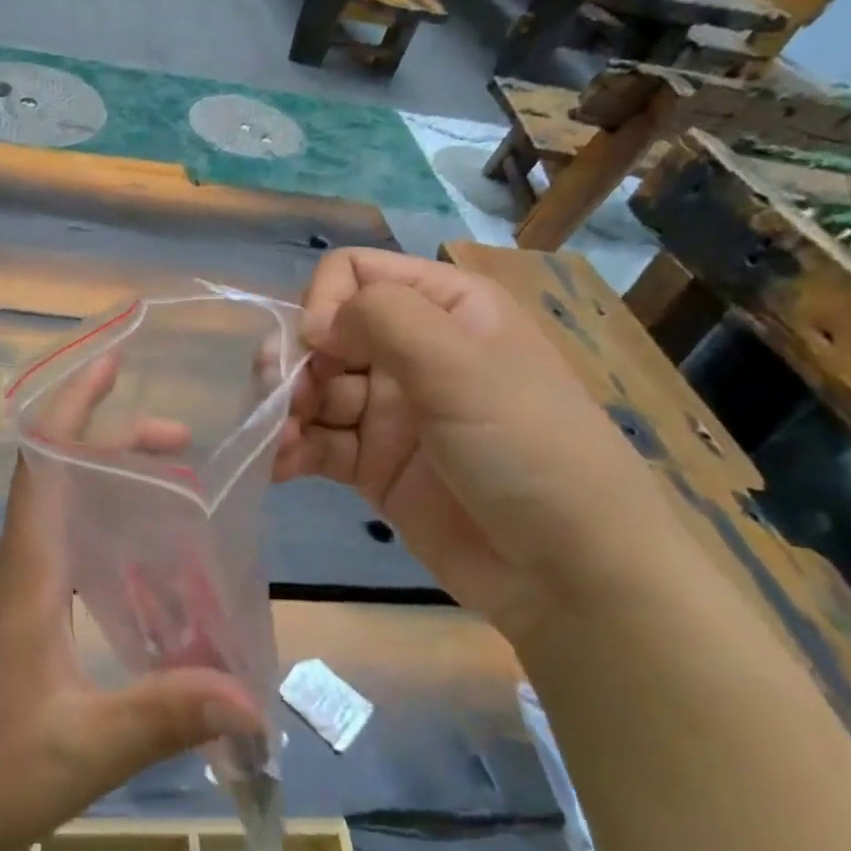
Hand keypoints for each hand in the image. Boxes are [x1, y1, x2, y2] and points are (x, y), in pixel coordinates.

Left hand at [0, 351, 264, 850]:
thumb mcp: (85, 746)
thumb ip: (166, 714)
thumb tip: (252, 698)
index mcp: (27, 569)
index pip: (43, 462)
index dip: (72, 405)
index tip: (110, 364)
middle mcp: (16, 561)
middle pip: (57, 471)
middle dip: (115, 440)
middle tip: (180, 440)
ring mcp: (12, 585)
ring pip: (58, 504)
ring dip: (108, 478)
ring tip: (171, 479)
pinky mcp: (16, 610)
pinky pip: (59, 539)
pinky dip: (99, 519)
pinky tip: (138, 552)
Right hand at [273, 249, 680, 643]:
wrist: (573, 577)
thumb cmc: (528, 450)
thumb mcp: (462, 367)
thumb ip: (382, 320)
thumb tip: (313, 324)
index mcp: (444, 308)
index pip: (355, 274)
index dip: (325, 303)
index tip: (320, 348)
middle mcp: (412, 350)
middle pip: (324, 333)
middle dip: (296, 362)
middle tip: (285, 401)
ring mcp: (392, 410)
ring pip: (313, 388)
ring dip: (286, 410)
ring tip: (281, 443)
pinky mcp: (375, 464)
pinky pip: (318, 441)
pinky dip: (291, 449)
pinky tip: (278, 466)